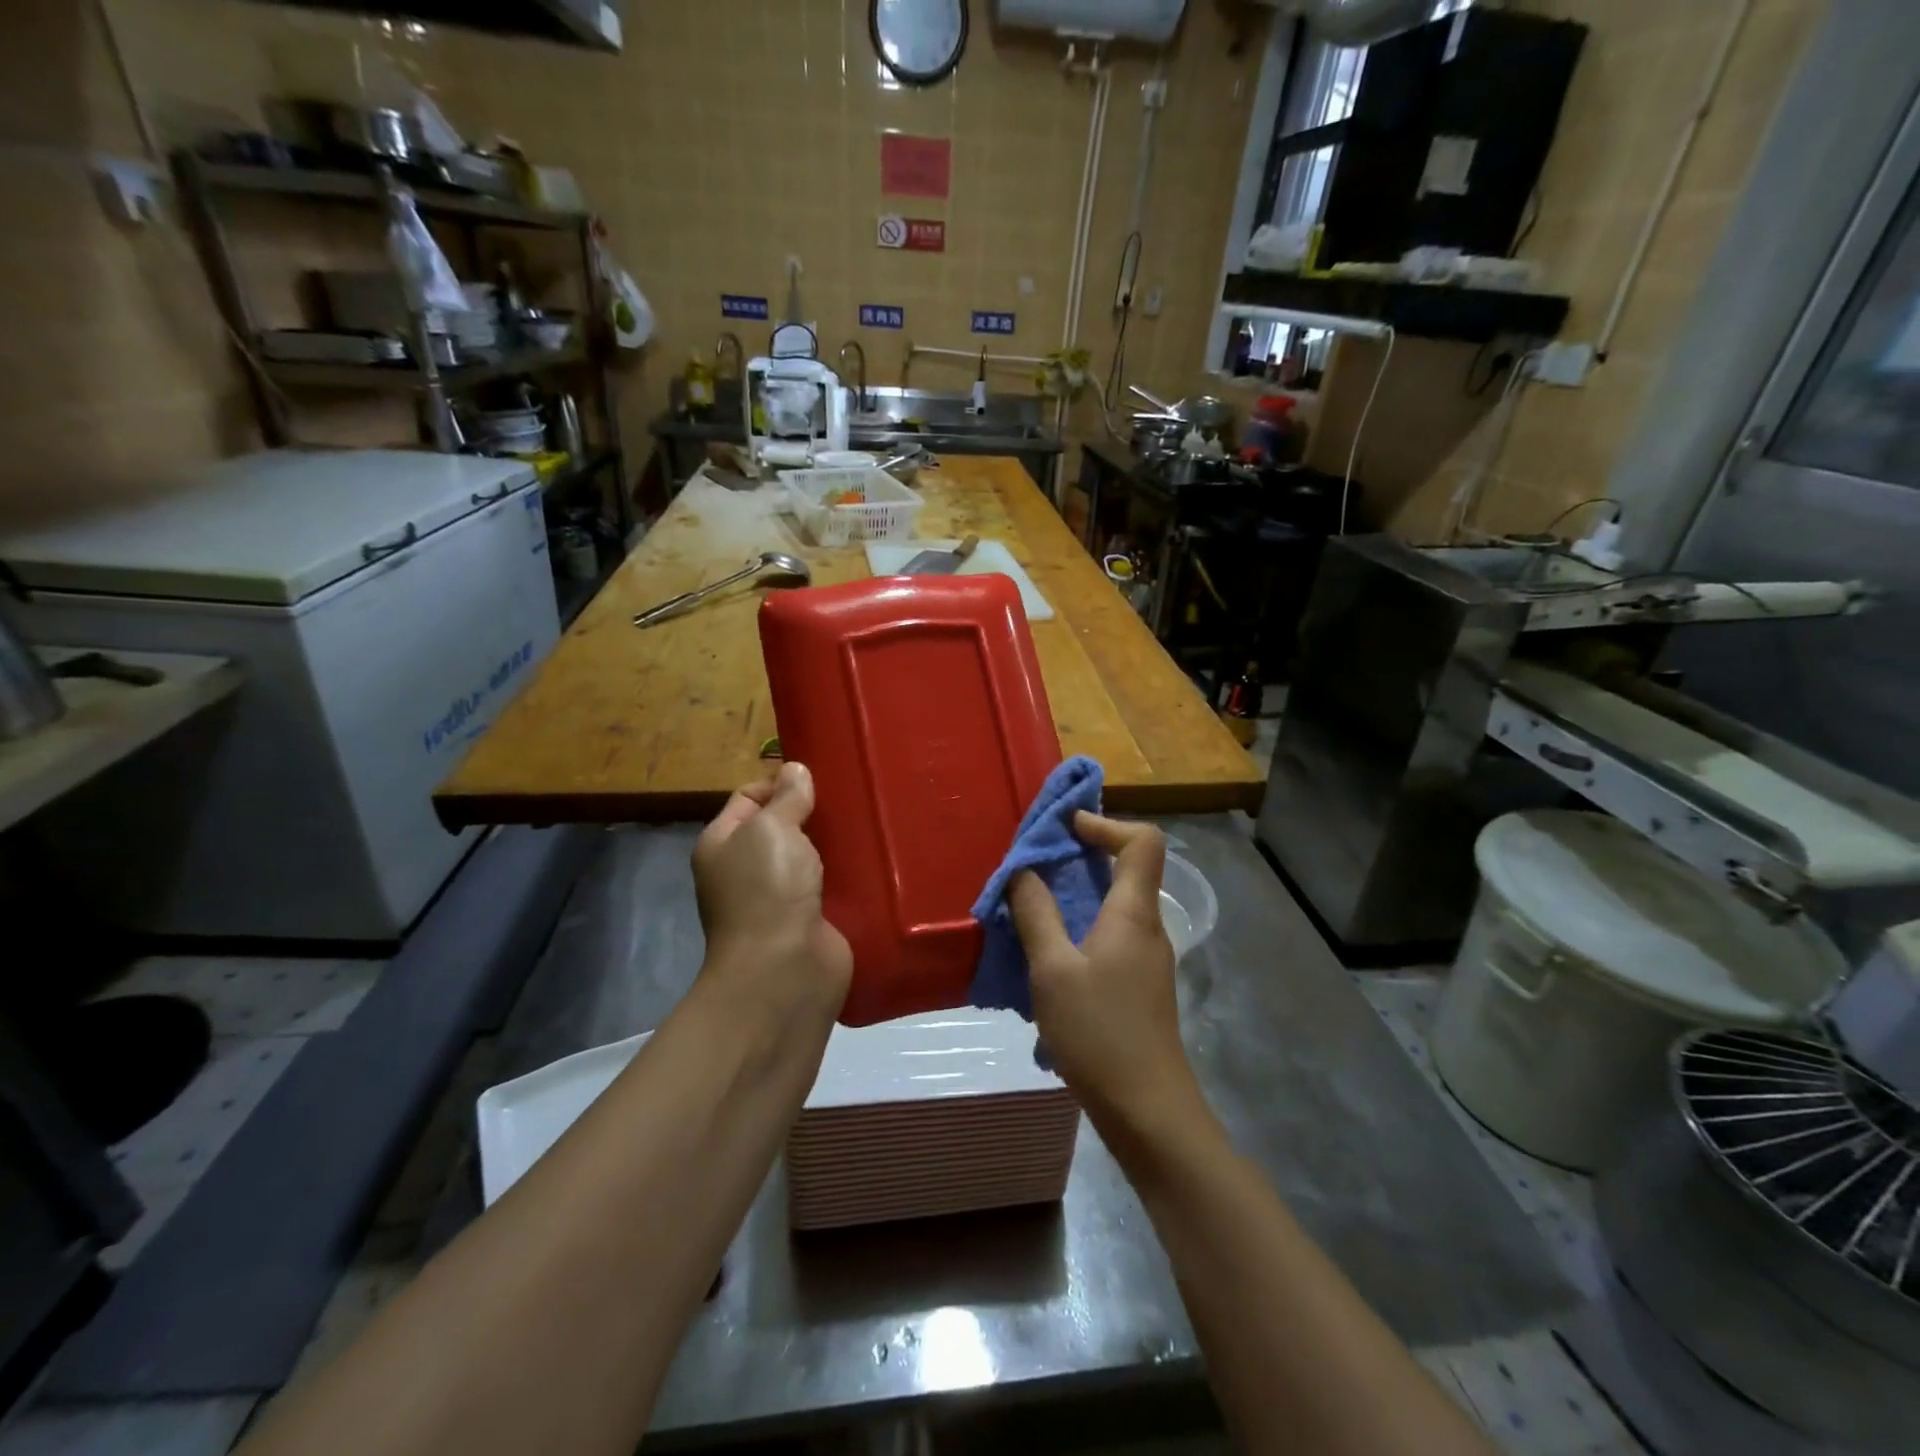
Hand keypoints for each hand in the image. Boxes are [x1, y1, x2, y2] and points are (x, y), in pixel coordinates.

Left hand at [691, 763, 851, 1025]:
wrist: (785, 971)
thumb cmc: (767, 889)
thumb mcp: (771, 828)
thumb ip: (786, 797)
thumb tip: (794, 770)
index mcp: (724, 844)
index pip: (749, 798)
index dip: (780, 782)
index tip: (819, 778)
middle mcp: (747, 870)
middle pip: (783, 827)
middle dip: (813, 812)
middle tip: (852, 797)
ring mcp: (780, 898)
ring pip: (811, 857)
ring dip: (835, 844)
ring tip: (869, 821)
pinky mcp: (812, 920)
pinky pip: (831, 885)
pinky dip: (849, 874)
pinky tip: (874, 857)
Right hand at [1009, 815, 1208, 1144]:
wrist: (1149, 1111)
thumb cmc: (1100, 1033)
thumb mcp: (1053, 970)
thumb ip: (1036, 914)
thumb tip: (1024, 871)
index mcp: (1133, 913)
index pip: (1142, 841)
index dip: (1104, 824)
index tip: (1062, 829)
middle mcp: (1146, 927)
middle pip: (1124, 870)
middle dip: (1078, 858)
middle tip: (1031, 864)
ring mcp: (1145, 959)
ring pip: (1111, 906)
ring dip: (1072, 896)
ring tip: (1028, 905)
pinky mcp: (1136, 987)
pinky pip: (1107, 936)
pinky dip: (1076, 928)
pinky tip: (1043, 955)